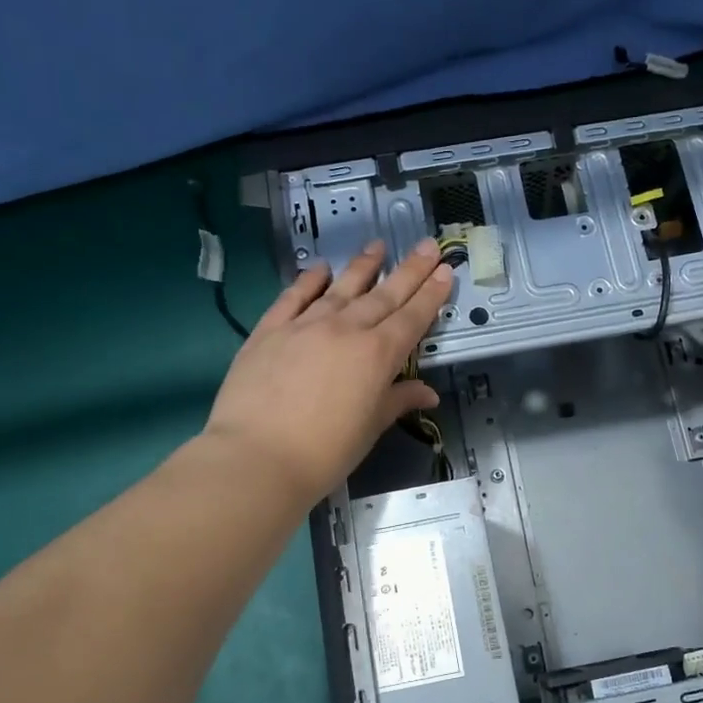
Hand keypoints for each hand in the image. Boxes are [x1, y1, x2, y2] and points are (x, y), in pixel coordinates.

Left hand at [200, 240, 452, 505]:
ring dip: (362, 266)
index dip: (431, 294)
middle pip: (383, 295)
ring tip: (377, 245)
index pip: (412, 317)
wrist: (257, 457)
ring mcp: (305, 326)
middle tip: (426, 245)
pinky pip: (293, 297)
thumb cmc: (325, 452)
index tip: (445, 269)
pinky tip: (319, 268)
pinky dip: (308, 280)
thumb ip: (398, 401)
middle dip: (409, 270)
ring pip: (341, 288)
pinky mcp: (270, 330)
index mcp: (377, 355)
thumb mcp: (370, 428)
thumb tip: (428, 393)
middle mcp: (345, 330)